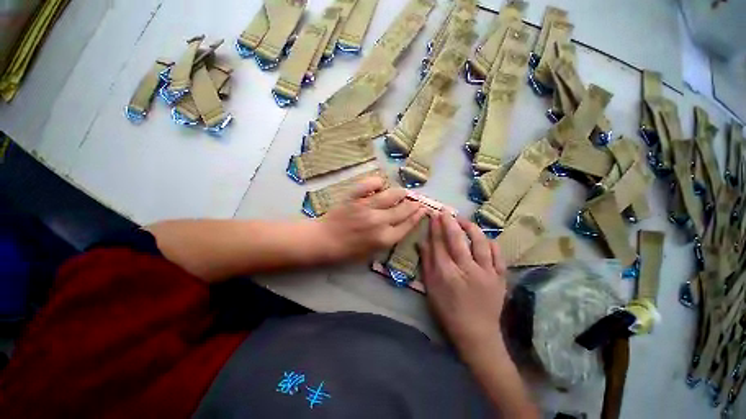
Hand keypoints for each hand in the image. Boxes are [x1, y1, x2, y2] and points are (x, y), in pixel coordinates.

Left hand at [318, 177, 426, 260]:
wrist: (323, 241)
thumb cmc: (346, 251)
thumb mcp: (371, 253)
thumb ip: (387, 239)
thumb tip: (399, 225)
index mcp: (384, 238)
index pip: (407, 225)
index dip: (417, 217)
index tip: (423, 210)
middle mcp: (379, 222)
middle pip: (403, 210)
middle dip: (413, 204)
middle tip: (416, 200)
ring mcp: (366, 207)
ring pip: (391, 195)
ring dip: (400, 193)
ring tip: (403, 192)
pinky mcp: (354, 198)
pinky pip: (369, 185)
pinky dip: (376, 182)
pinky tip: (381, 183)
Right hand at [419, 213, 507, 352]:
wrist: (477, 333)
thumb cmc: (448, 311)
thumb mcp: (431, 288)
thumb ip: (427, 263)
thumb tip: (421, 242)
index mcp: (446, 273)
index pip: (439, 243)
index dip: (435, 227)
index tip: (433, 215)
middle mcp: (466, 269)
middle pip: (457, 239)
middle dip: (450, 222)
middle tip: (445, 211)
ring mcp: (486, 273)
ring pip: (479, 243)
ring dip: (471, 228)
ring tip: (464, 221)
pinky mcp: (500, 277)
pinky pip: (498, 255)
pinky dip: (490, 243)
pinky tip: (484, 238)